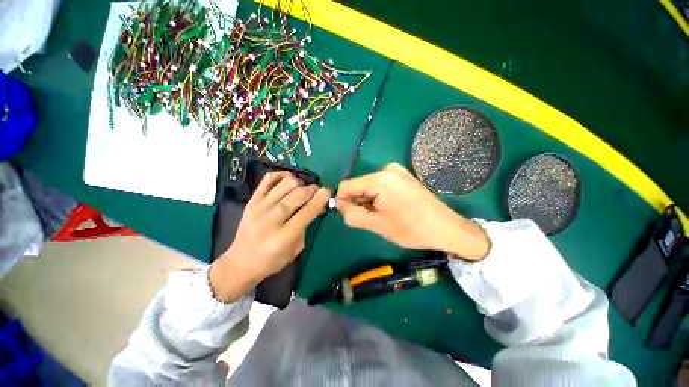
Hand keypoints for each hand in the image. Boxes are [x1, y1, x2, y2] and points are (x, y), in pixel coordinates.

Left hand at [210, 172, 330, 301]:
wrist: (240, 262)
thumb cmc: (272, 260)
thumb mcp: (295, 249)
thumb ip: (306, 226)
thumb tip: (316, 206)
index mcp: (283, 237)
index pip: (306, 212)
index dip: (320, 199)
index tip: (328, 191)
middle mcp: (270, 220)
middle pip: (296, 195)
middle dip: (312, 189)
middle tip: (317, 190)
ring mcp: (259, 208)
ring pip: (284, 184)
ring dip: (299, 182)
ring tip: (303, 188)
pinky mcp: (251, 201)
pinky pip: (268, 180)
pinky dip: (281, 175)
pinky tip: (288, 179)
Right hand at [337, 163, 488, 260]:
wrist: (446, 228)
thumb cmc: (412, 229)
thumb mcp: (377, 225)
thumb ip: (353, 215)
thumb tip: (341, 206)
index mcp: (380, 179)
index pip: (346, 186)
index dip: (343, 201)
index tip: (351, 216)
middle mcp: (387, 169)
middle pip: (359, 185)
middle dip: (359, 202)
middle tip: (372, 219)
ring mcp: (397, 171)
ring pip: (369, 186)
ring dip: (369, 201)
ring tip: (384, 215)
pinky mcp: (403, 176)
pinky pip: (380, 185)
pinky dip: (378, 197)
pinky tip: (390, 208)